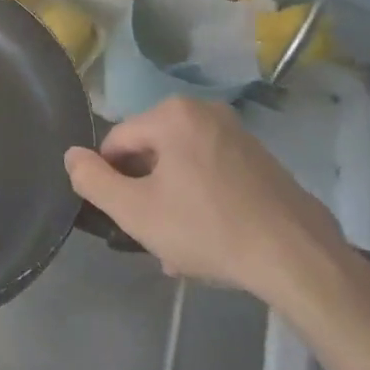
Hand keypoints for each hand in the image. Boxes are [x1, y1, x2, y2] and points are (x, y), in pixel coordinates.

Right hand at [65, 97, 346, 301]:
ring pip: (183, 166)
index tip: (125, 217)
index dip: (111, 180)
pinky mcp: (261, 159)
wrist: (298, 258)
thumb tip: (71, 156)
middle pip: (152, 152)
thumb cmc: (208, 229)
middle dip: (146, 193)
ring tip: (182, 248)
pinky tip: (210, 239)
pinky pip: (213, 173)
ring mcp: (238, 134)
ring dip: (173, 201)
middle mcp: (205, 111)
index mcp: (172, 115)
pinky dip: (203, 200)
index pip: (117, 141)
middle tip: (154, 236)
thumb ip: (94, 181)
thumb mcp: (136, 211)